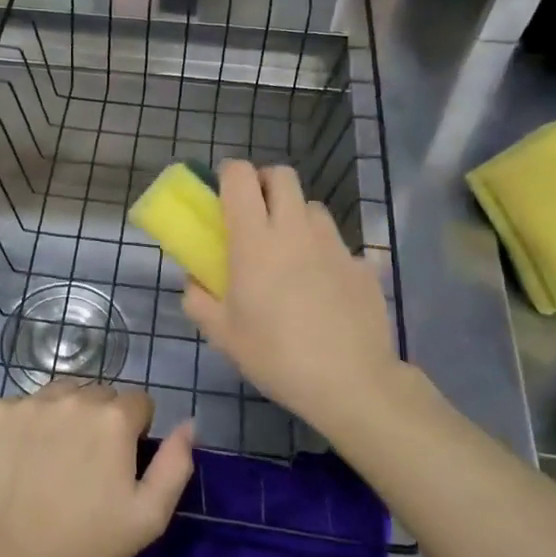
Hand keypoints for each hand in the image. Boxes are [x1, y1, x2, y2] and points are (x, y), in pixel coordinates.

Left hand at [0, 382, 194, 556]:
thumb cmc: (82, 544)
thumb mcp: (148, 518)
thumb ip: (175, 465)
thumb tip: (188, 424)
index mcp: (113, 418)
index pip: (138, 402)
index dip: (136, 431)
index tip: (122, 463)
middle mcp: (72, 398)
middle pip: (98, 394)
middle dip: (100, 420)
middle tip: (87, 465)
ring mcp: (28, 402)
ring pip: (59, 395)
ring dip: (64, 416)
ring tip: (52, 459)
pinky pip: (20, 407)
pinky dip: (24, 425)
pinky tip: (19, 460)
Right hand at [183, 160, 402, 430]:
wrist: (350, 382)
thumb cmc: (275, 355)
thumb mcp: (222, 335)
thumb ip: (199, 300)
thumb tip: (194, 281)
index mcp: (255, 240)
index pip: (241, 177)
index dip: (229, 174)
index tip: (222, 193)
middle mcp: (295, 230)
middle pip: (282, 176)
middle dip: (265, 183)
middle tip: (254, 215)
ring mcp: (333, 245)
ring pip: (312, 207)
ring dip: (295, 217)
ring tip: (290, 252)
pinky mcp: (361, 265)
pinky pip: (337, 244)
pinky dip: (323, 254)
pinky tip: (322, 288)